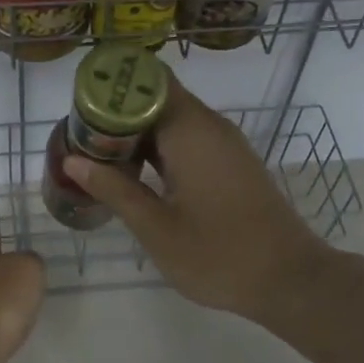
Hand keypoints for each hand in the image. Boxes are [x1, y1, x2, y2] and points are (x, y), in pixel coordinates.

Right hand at [62, 76, 332, 322]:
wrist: (289, 279)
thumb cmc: (218, 255)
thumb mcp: (156, 228)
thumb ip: (114, 189)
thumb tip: (74, 160)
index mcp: (191, 131)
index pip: (146, 82)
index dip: (110, 88)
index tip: (77, 110)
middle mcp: (209, 127)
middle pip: (156, 99)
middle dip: (115, 114)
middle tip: (78, 140)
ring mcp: (224, 146)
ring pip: (171, 121)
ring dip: (135, 135)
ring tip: (96, 158)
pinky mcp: (230, 165)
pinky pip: (187, 142)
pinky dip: (157, 151)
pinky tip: (134, 177)